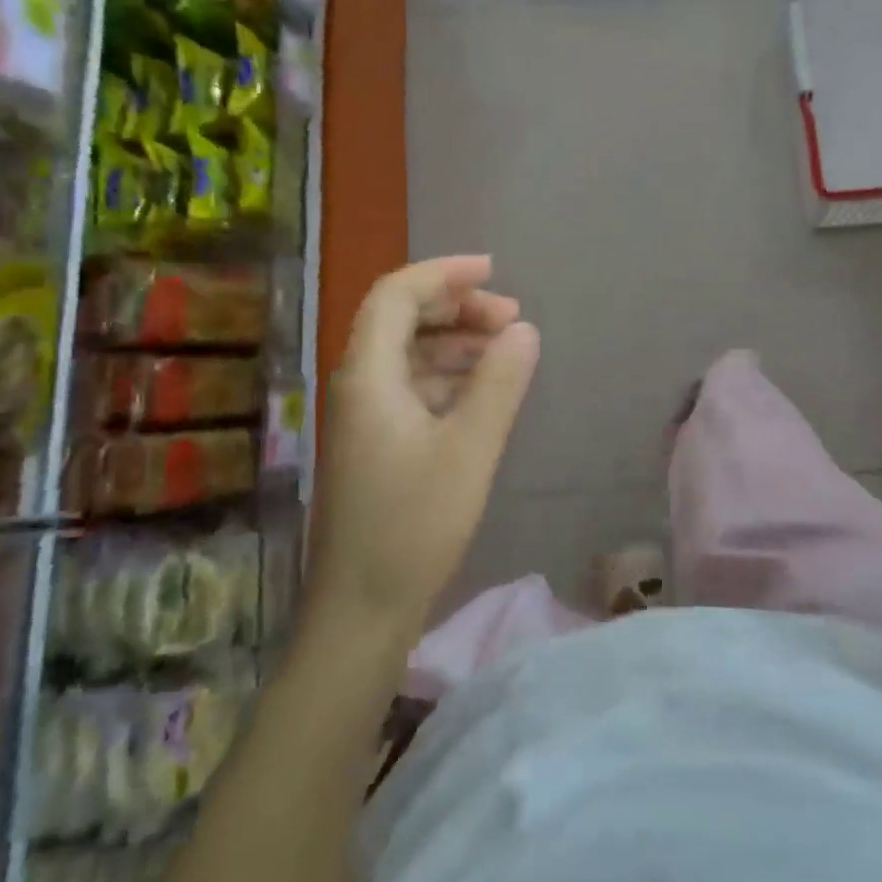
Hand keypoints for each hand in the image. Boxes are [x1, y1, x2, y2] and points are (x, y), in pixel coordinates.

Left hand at [310, 256, 539, 632]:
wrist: (362, 611)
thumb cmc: (413, 525)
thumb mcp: (469, 449)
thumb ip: (498, 383)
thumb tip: (523, 330)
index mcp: (369, 375)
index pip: (397, 295)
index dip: (444, 273)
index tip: (495, 270)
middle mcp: (358, 385)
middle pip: (402, 320)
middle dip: (457, 308)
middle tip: (511, 318)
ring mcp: (364, 417)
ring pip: (409, 355)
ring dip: (455, 342)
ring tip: (506, 350)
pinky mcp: (376, 444)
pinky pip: (412, 388)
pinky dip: (448, 377)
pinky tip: (482, 392)